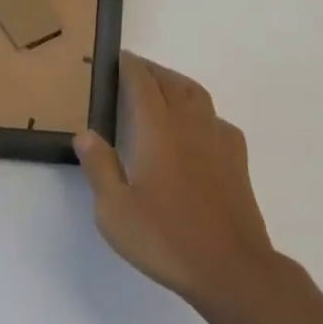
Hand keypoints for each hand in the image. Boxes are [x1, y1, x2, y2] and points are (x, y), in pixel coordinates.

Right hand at [74, 54, 277, 313]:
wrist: (231, 266)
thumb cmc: (166, 238)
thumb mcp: (115, 211)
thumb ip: (99, 167)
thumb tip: (86, 132)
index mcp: (156, 127)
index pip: (141, 81)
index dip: (128, 65)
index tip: (117, 57)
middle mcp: (188, 121)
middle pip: (168, 81)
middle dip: (149, 71)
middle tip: (133, 71)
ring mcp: (216, 135)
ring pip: (195, 93)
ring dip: (175, 83)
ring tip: (162, 89)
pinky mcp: (236, 155)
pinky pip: (215, 118)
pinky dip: (200, 111)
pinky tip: (196, 128)